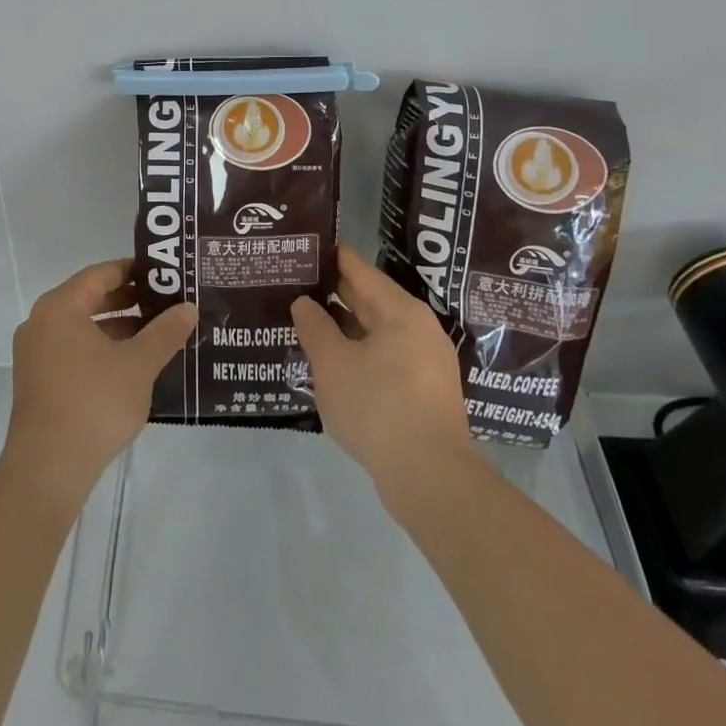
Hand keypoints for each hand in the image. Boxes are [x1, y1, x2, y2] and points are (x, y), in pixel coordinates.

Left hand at [0, 261, 195, 511]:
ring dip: (118, 327)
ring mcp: (36, 353)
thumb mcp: (138, 364)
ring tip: (157, 333)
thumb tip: (188, 307)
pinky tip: (132, 364)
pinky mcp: (37, 381)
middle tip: (166, 301)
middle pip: (89, 298)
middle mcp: (41, 322)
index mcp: (60, 307)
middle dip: (129, 300)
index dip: (134, 271)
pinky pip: (73, 350)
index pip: (101, 274)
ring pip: (82, 327)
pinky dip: (101, 349)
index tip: (164, 274)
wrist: (48, 469)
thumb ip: (165, 332)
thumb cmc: (94, 404)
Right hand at [292, 247, 473, 498]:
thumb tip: (304, 302)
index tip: (304, 247)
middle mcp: (418, 328)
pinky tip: (331, 362)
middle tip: (295, 283)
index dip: (330, 257)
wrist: (430, 478)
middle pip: (369, 299)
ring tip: (306, 321)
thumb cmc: (378, 406)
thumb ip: (314, 326)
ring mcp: (425, 361)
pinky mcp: (424, 391)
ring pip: (376, 331)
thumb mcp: (333, 363)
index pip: (359, 269)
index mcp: (400, 310)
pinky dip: (357, 352)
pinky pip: (384, 357)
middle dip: (333, 293)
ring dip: (343, 327)